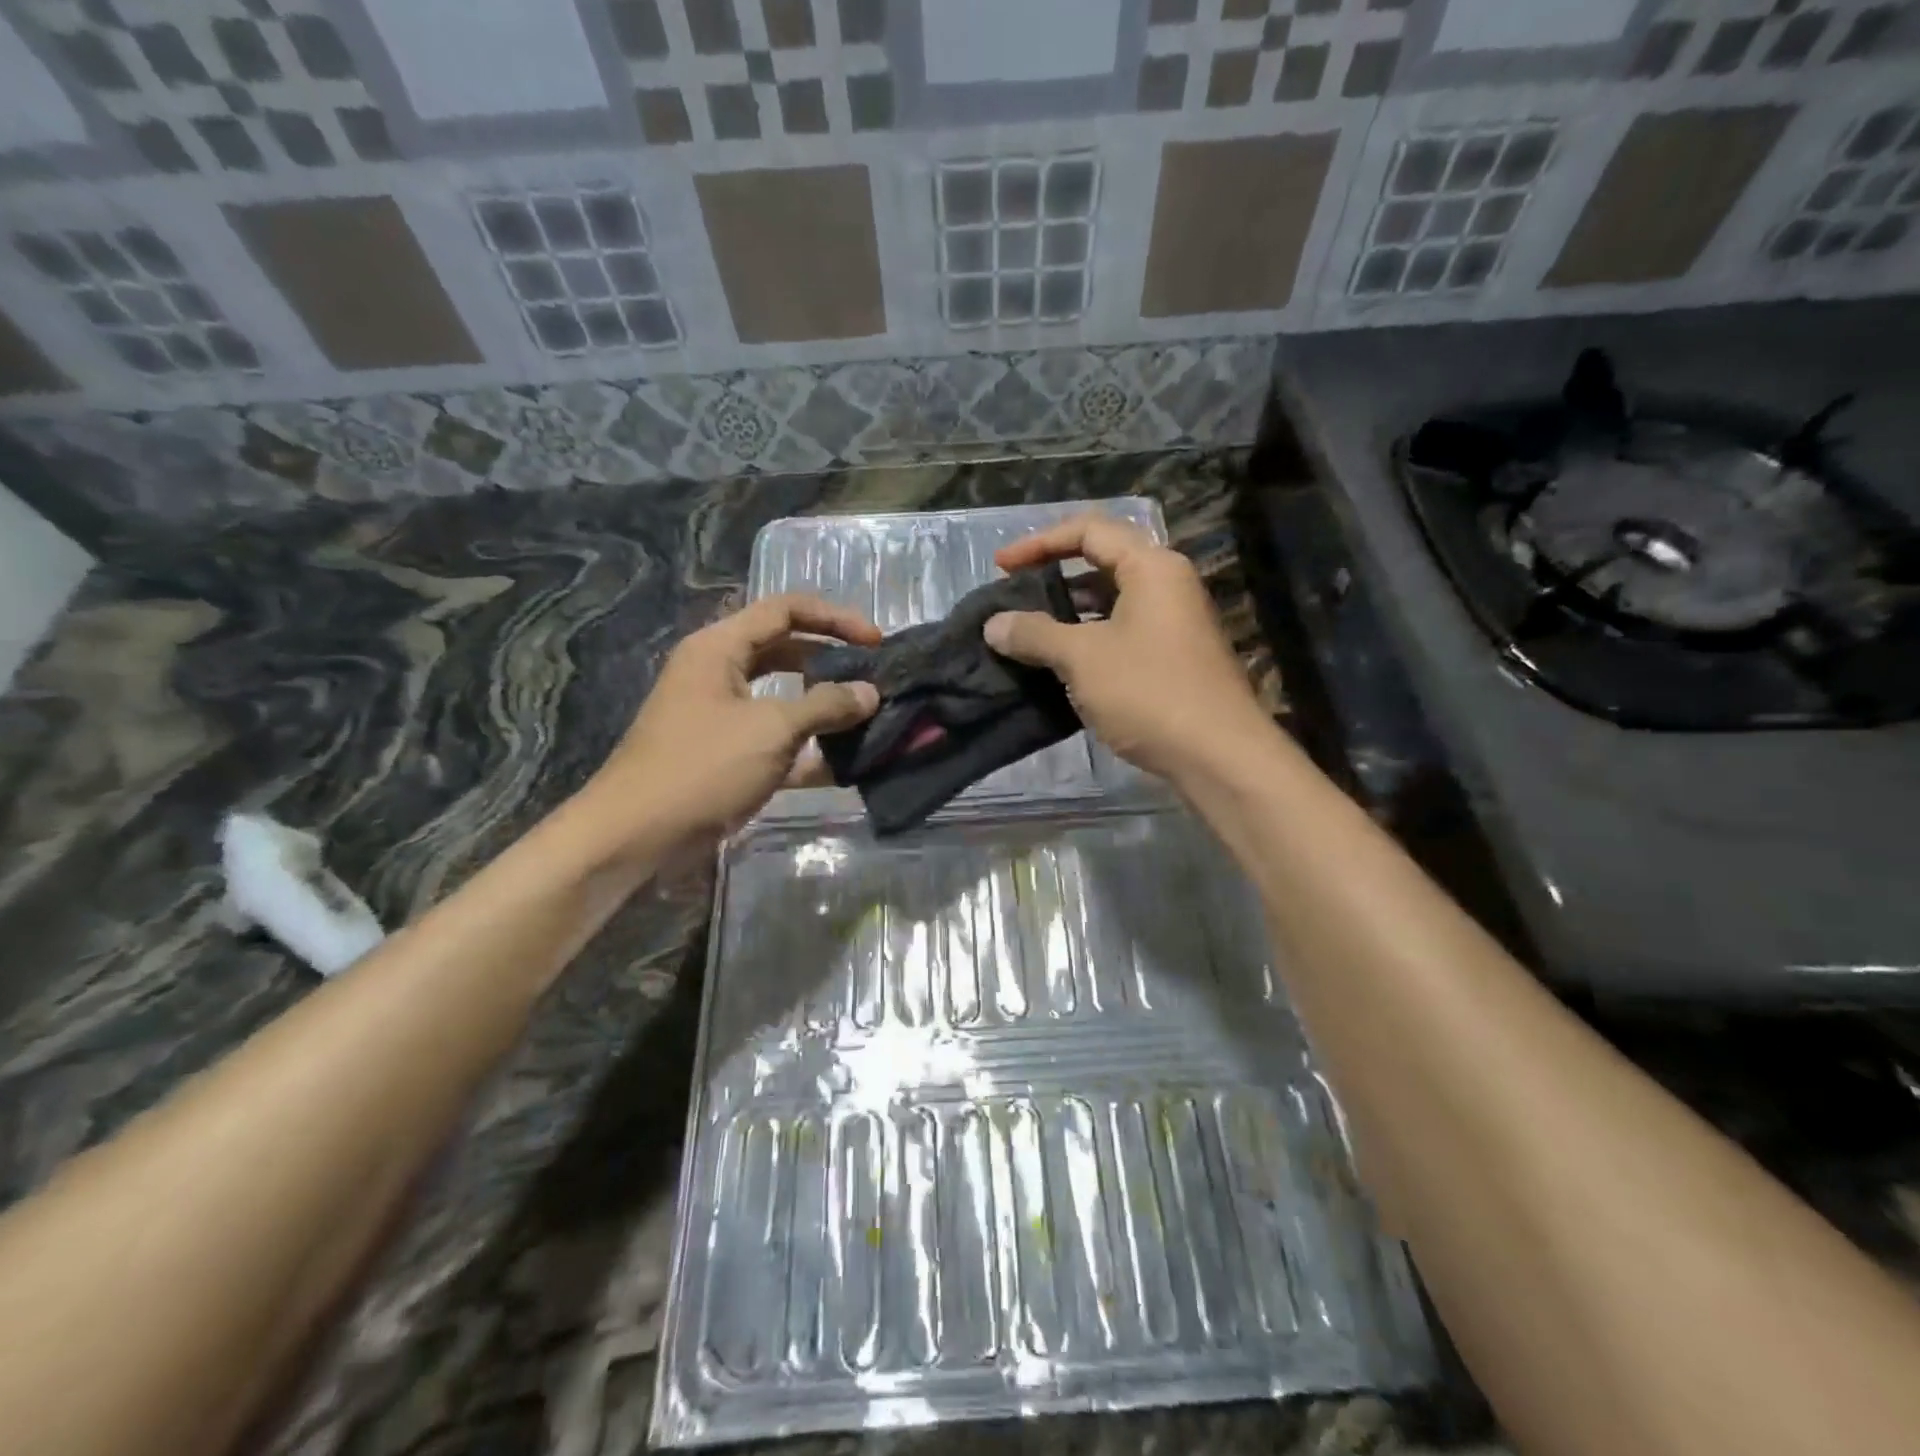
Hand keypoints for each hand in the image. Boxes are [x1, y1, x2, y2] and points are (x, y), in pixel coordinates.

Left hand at [578, 594, 880, 855]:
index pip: (785, 610)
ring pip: (784, 698)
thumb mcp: (772, 729)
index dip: (835, 619)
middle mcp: (720, 673)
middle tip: (874, 678)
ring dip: (824, 708)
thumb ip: (826, 705)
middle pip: (786, 651)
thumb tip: (869, 693)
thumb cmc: (703, 766)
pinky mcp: (729, 755)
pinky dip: (808, 748)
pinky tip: (846, 764)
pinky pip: (777, 741)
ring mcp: (723, 716)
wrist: (639, 835)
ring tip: (868, 717)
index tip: (876, 642)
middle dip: (832, 662)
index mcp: (720, 648)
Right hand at [984, 514, 1270, 781]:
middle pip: (1101, 562)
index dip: (1038, 543)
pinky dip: (1088, 639)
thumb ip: (1034, 634)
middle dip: (1053, 576)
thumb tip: (993, 625)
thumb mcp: (1082, 658)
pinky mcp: (1173, 658)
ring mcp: (1174, 623)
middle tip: (1013, 596)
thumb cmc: (1149, 693)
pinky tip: (1060, 664)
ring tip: (1028, 631)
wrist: (1218, 756)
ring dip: (1068, 612)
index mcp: (1151, 567)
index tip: (1000, 568)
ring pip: (1111, 602)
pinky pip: (1122, 633)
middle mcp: (1168, 585)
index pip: (1088, 531)